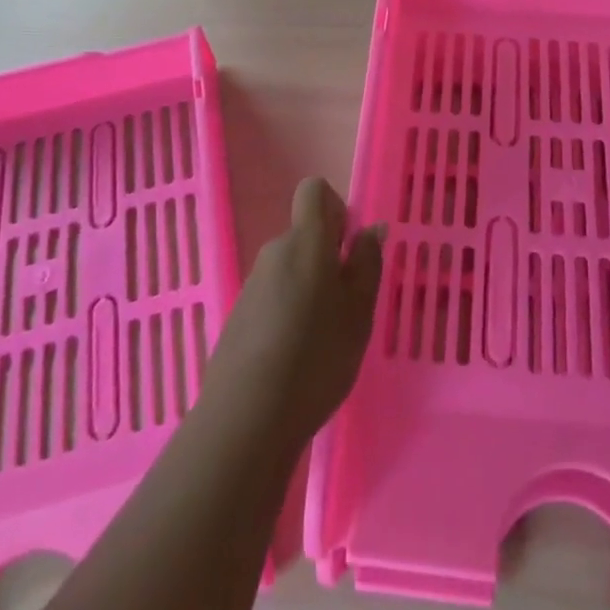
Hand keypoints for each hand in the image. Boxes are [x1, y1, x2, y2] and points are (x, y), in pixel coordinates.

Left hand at [202, 178, 384, 451]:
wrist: (246, 418)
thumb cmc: (316, 357)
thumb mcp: (358, 312)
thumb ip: (367, 264)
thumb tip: (371, 228)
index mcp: (306, 241)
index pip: (315, 191)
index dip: (335, 209)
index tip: (349, 248)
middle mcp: (274, 252)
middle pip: (304, 235)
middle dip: (327, 259)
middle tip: (347, 306)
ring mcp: (252, 285)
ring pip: (290, 270)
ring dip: (309, 290)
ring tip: (324, 340)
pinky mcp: (238, 316)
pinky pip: (272, 298)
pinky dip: (288, 314)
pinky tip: (296, 359)